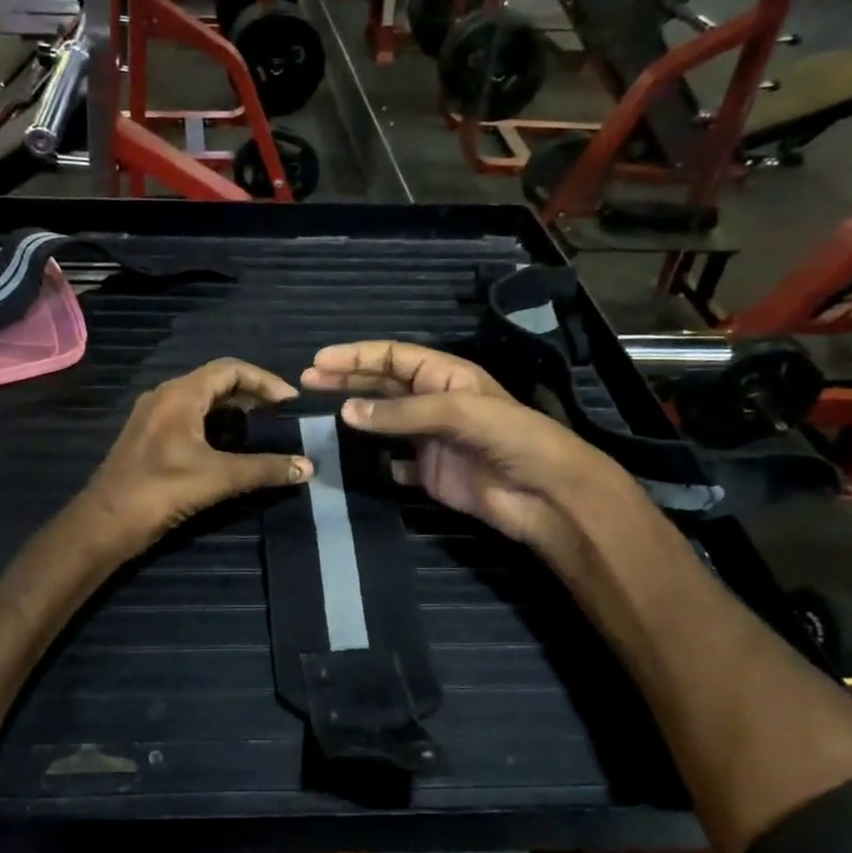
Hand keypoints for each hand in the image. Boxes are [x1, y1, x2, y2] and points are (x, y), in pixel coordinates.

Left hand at [80, 358, 312, 556]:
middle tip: (281, 416)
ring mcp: (154, 417)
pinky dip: (216, 424)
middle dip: (252, 395)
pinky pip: (190, 418)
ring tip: (263, 429)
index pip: (230, 369)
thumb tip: (309, 467)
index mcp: (180, 394)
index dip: (265, 381)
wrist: (104, 524)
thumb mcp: (218, 478)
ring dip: (234, 410)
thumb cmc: (159, 492)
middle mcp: (165, 396)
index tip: (290, 403)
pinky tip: (231, 447)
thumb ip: (264, 469)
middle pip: (216, 381)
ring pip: (202, 401)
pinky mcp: (149, 438)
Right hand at [301, 341, 635, 567]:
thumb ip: (401, 412)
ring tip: (319, 418)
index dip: (356, 357)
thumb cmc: (510, 438)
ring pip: (383, 422)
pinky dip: (370, 460)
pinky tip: (348, 459)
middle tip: (306, 383)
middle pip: (382, 386)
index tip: (318, 362)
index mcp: (445, 376)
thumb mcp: (457, 412)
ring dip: (354, 419)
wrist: (545, 495)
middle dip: (346, 382)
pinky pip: (391, 462)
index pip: (393, 357)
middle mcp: (434, 402)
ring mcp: (431, 439)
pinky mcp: (429, 472)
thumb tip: (346, 413)